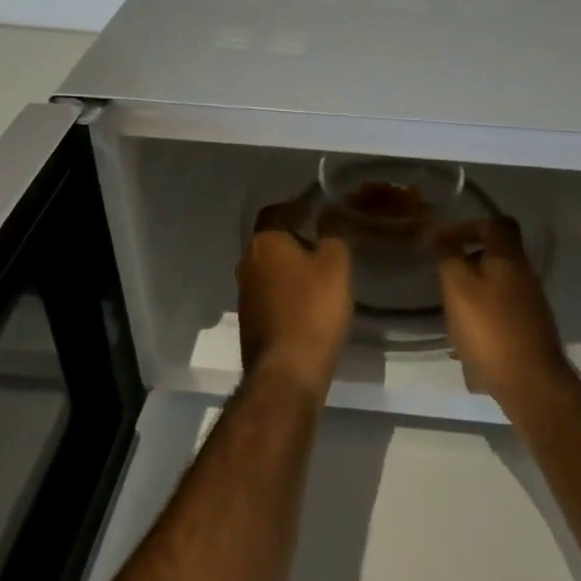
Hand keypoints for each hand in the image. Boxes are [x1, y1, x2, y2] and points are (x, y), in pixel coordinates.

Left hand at [236, 207, 354, 401]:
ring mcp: (245, 295)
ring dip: (292, 267)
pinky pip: (271, 294)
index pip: (278, 211)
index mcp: (264, 242)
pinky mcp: (251, 322)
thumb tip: (328, 218)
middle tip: (326, 240)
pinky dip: (288, 291)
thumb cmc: (313, 309)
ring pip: (271, 268)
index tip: (320, 209)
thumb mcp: (336, 265)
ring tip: (322, 271)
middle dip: (296, 237)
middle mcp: (247, 263)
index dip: (299, 207)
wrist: (287, 372)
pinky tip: (310, 301)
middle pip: (272, 240)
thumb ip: (333, 235)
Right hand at [435, 217, 573, 409]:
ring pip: (498, 285)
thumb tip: (437, 232)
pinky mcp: (530, 331)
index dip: (470, 226)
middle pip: (497, 256)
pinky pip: (502, 312)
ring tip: (451, 311)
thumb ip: (448, 257)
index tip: (445, 240)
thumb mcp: (458, 288)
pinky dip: (483, 316)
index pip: (496, 225)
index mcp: (510, 259)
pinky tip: (466, 339)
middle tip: (444, 277)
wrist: (531, 384)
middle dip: (468, 262)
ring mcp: (532, 305)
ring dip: (474, 292)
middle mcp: (526, 276)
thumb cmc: (490, 330)